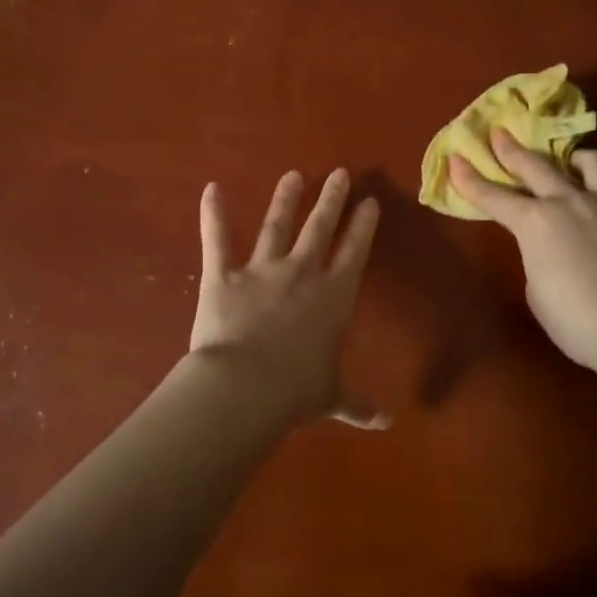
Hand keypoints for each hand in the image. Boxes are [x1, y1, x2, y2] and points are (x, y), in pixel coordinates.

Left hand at [190, 169, 384, 428]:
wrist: (245, 387)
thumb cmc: (295, 392)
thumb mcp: (331, 398)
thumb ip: (356, 404)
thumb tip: (385, 424)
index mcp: (333, 297)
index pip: (354, 252)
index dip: (363, 226)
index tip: (370, 202)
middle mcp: (301, 273)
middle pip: (320, 227)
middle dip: (331, 199)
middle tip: (340, 173)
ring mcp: (261, 270)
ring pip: (275, 225)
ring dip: (285, 199)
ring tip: (292, 176)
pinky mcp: (223, 275)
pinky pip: (216, 238)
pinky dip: (211, 213)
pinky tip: (211, 188)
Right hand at [449, 129, 596, 378]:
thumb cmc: (574, 320)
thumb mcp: (537, 289)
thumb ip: (537, 255)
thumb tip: (550, 245)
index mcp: (535, 222)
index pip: (492, 195)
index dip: (469, 178)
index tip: (455, 158)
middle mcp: (568, 202)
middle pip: (535, 165)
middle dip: (511, 149)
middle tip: (499, 133)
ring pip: (591, 162)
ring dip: (574, 158)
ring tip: (570, 161)